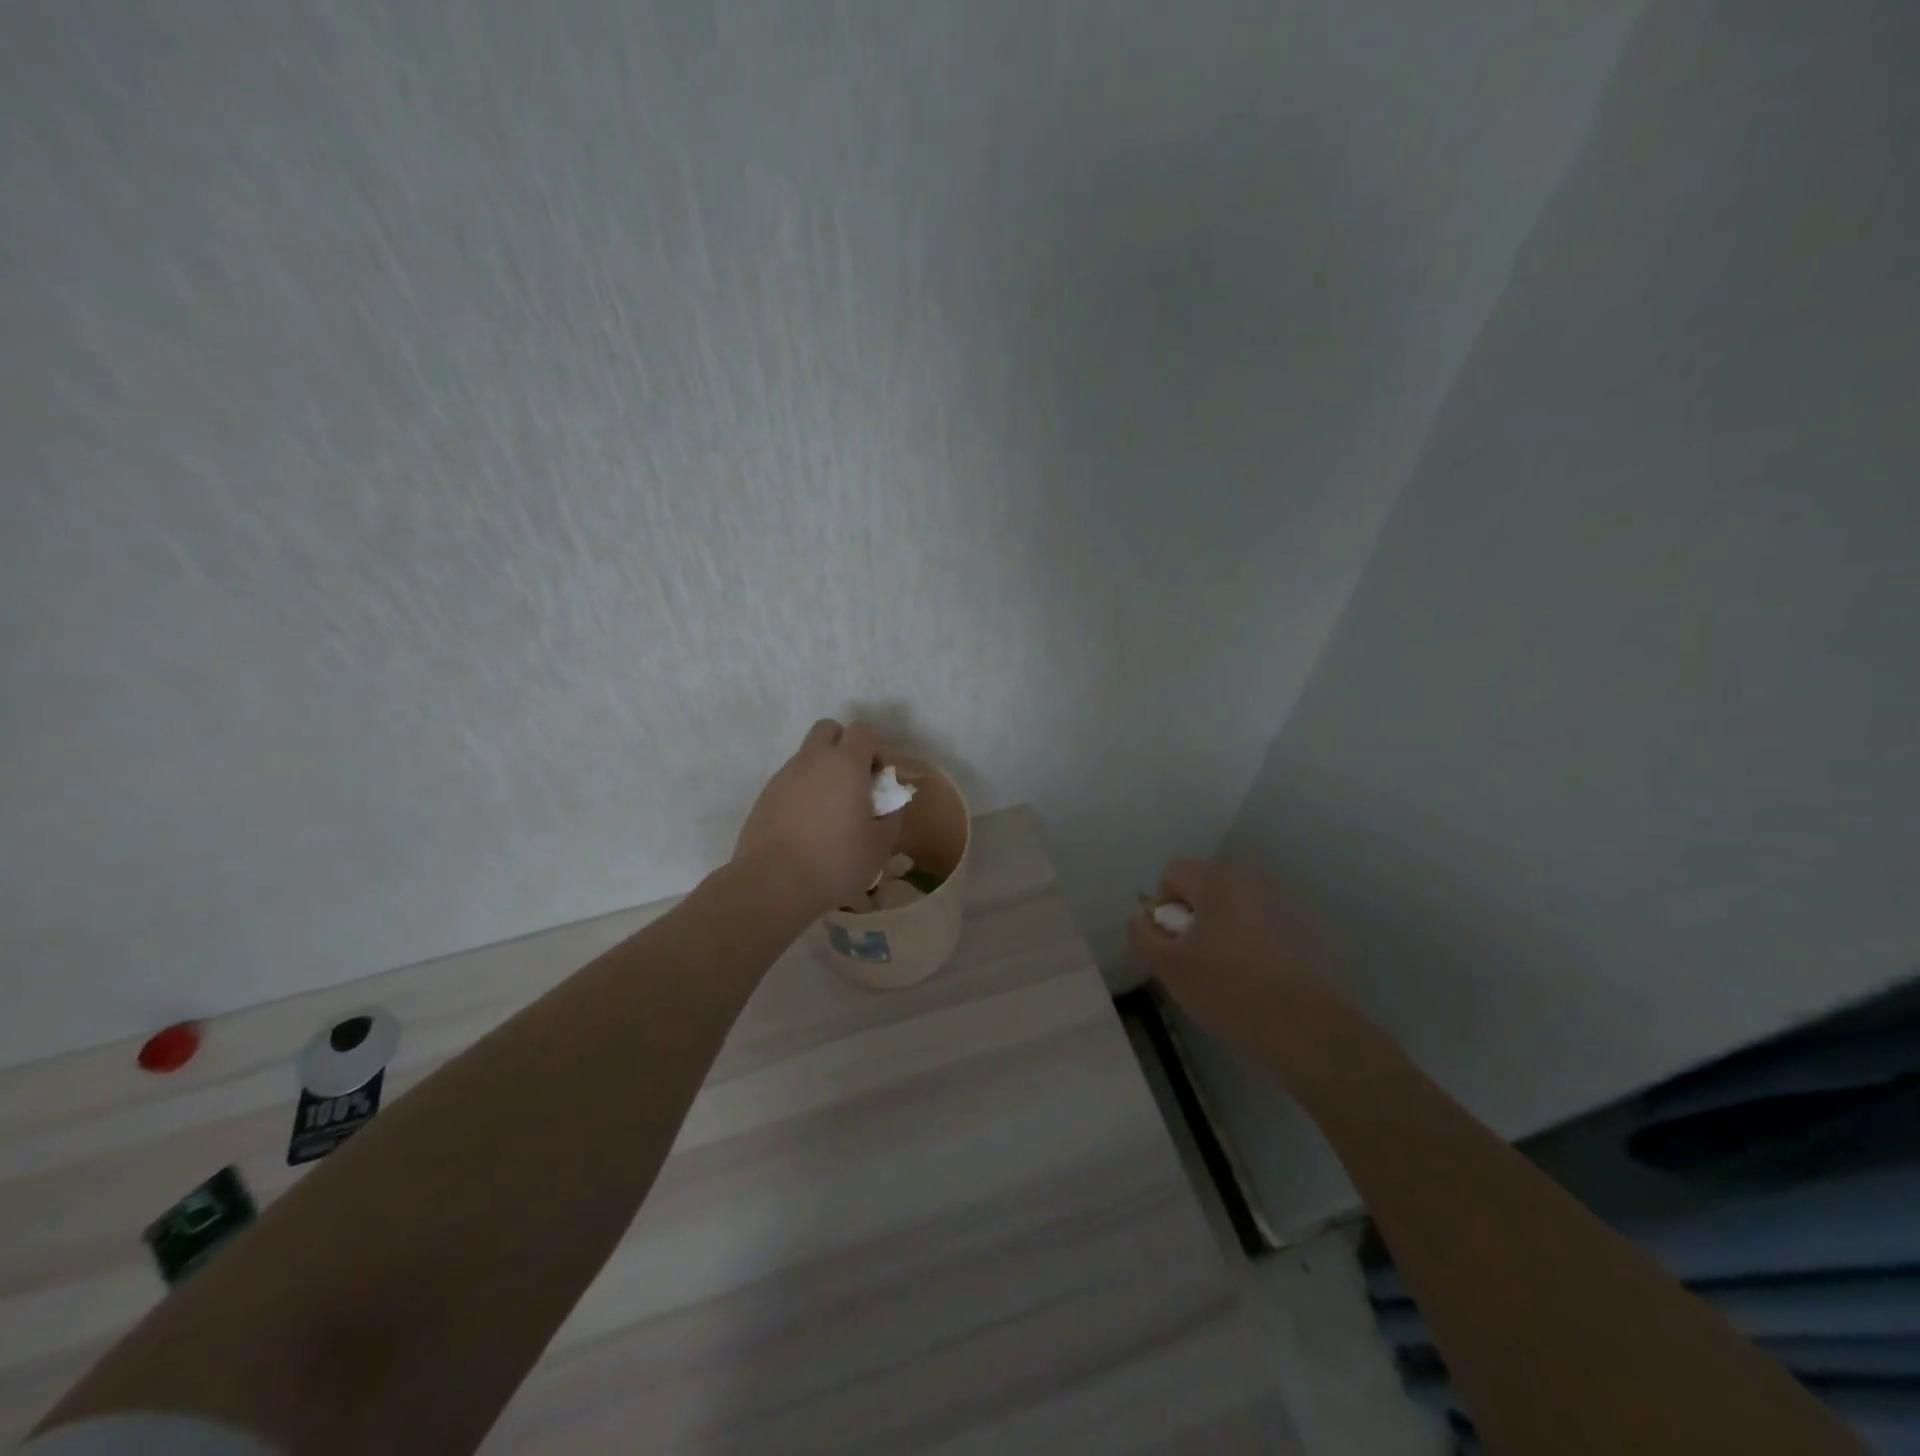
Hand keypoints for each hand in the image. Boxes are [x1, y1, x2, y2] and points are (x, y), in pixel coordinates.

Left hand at [734, 719, 904, 911]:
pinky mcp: (764, 796)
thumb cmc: (836, 862)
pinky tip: (806, 826)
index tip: (877, 780)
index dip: (874, 749)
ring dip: (822, 770)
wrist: (773, 884)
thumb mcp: (880, 844)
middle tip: (853, 782)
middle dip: (844, 746)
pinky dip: (802, 791)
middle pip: (828, 729)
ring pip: (807, 755)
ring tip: (829, 811)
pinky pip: (789, 780)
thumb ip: (892, 814)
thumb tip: (891, 801)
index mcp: (846, 764)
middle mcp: (812, 760)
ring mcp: (784, 776)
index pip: (863, 730)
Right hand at [1128, 860, 1336, 1046]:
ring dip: (1221, 927)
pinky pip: (1260, 922)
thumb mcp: (1168, 967)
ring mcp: (1280, 901)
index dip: (1163, 908)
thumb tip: (1143, 920)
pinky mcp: (1302, 926)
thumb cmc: (1227, 989)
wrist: (1303, 1026)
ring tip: (1225, 970)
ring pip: (1233, 904)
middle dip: (1193, 916)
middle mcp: (1250, 879)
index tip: (1173, 944)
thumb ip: (1143, 936)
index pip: (1173, 874)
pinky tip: (1254, 976)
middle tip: (1195, 958)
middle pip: (1204, 886)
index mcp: (1216, 880)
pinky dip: (1249, 939)